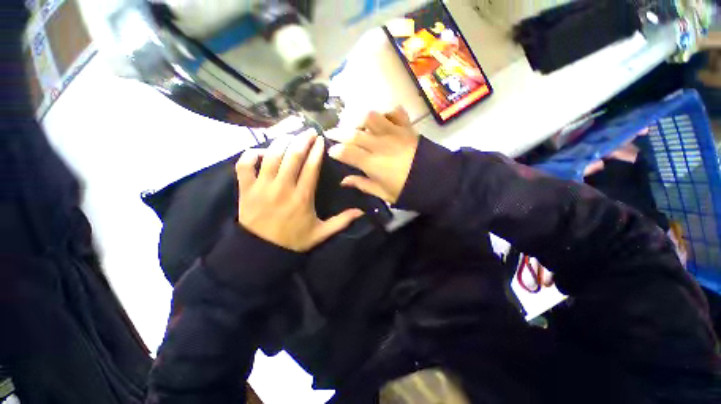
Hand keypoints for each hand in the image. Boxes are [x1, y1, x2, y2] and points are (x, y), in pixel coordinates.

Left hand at [235, 131, 363, 251]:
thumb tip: (362, 212)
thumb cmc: (293, 241)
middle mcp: (282, 188)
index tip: (320, 140)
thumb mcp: (321, 233)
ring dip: (281, 142)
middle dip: (302, 140)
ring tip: (289, 136)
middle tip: (308, 131)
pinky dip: (250, 154)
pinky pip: (244, 165)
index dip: (316, 151)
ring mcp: (262, 187)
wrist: (262, 252)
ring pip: (271, 156)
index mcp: (302, 197)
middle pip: (293, 156)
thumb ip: (342, 221)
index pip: (311, 167)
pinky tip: (260, 151)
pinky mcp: (245, 190)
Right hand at [328, 106, 418, 203]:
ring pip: (371, 117)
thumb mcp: (383, 193)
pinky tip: (383, 119)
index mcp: (373, 163)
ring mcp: (394, 133)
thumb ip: (362, 184)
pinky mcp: (407, 128)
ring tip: (357, 125)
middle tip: (332, 132)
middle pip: (354, 133)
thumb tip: (344, 181)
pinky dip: (387, 113)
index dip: (336, 150)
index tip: (331, 151)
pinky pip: (395, 112)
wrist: (437, 180)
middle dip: (339, 132)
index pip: (347, 152)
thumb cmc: (408, 190)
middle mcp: (380, 144)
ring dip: (360, 119)